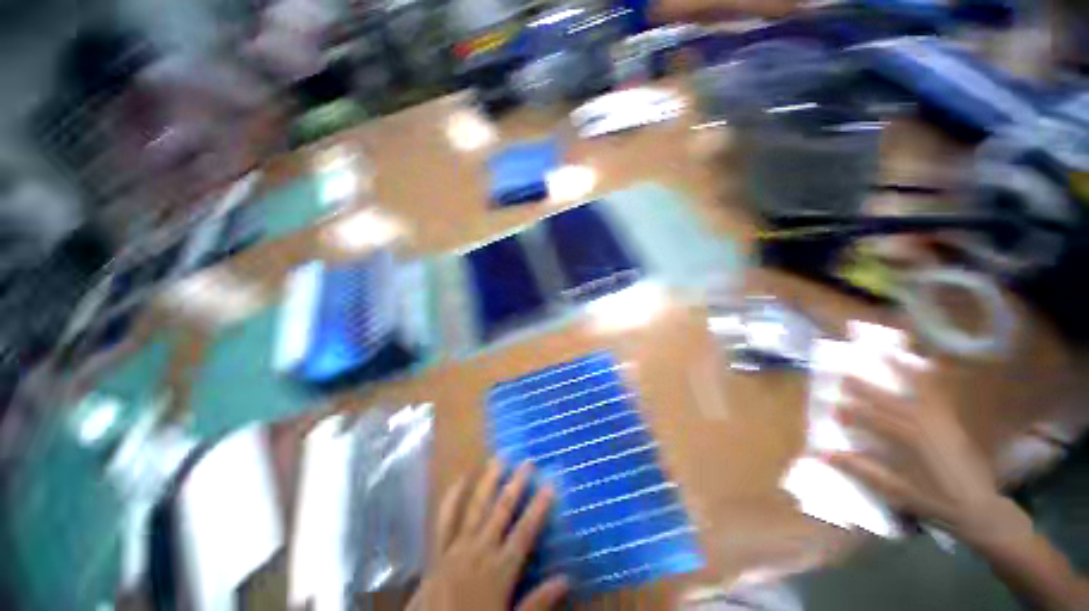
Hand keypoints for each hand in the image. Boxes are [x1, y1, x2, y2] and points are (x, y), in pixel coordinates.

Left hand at [407, 460, 568, 610]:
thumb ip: (538, 602)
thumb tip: (566, 578)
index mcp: (500, 569)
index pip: (526, 531)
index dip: (539, 506)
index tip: (550, 484)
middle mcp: (480, 550)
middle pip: (502, 510)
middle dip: (516, 484)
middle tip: (527, 461)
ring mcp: (457, 547)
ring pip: (476, 506)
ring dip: (489, 481)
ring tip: (499, 458)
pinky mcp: (438, 551)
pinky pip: (445, 520)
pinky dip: (452, 498)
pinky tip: (460, 479)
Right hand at [822, 361, 1020, 545]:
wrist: (980, 507)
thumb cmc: (936, 501)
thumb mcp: (898, 491)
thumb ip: (865, 471)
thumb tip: (827, 455)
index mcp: (911, 441)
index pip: (874, 420)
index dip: (852, 413)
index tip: (833, 408)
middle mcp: (926, 424)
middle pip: (891, 401)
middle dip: (867, 388)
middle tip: (845, 375)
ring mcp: (943, 420)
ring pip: (920, 389)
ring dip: (901, 371)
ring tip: (887, 353)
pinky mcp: (953, 421)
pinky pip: (940, 393)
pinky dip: (929, 378)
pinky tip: (924, 366)